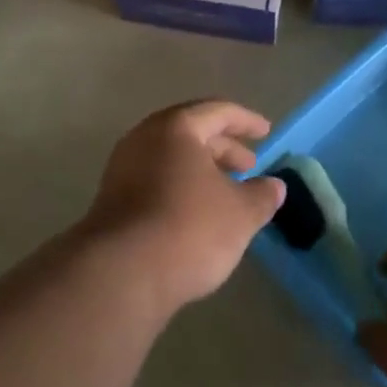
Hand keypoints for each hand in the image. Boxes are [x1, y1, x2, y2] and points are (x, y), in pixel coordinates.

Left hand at [80, 101, 286, 316]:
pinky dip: (181, 189)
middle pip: (191, 133)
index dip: (246, 121)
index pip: (217, 112)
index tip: (266, 132)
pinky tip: (198, 215)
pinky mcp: (113, 202)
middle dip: (223, 148)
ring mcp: (122, 170)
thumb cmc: (189, 229)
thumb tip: (274, 187)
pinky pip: (156, 182)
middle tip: (249, 167)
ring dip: (202, 172)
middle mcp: (144, 140)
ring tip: (227, 194)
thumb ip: (261, 195)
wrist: (120, 275)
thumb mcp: (240, 213)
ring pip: (171, 160)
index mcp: (175, 128)